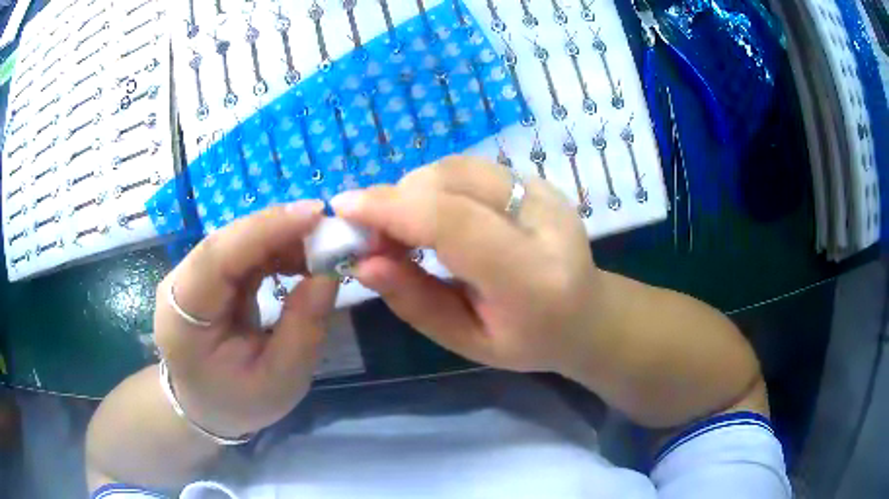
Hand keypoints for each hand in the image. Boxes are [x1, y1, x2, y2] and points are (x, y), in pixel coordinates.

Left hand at [153, 202, 338, 438]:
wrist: (205, 406)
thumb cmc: (238, 401)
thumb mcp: (280, 381)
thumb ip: (303, 329)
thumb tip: (329, 273)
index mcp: (183, 317)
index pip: (217, 258)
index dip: (265, 230)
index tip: (316, 215)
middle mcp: (178, 284)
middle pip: (226, 241)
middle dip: (279, 229)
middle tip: (330, 228)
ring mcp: (190, 275)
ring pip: (236, 239)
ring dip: (280, 237)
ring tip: (322, 248)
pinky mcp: (206, 275)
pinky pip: (242, 250)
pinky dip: (274, 248)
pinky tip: (300, 258)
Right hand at [332, 157, 603, 374]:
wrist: (586, 314)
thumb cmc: (529, 341)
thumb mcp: (468, 341)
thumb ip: (415, 301)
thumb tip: (364, 260)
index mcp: (532, 278)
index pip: (452, 223)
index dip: (390, 209)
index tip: (343, 210)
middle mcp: (544, 221)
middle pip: (451, 183)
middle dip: (395, 200)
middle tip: (369, 235)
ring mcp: (543, 193)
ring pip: (455, 168)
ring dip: (411, 191)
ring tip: (398, 230)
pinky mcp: (536, 181)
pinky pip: (467, 171)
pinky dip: (432, 187)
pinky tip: (427, 217)